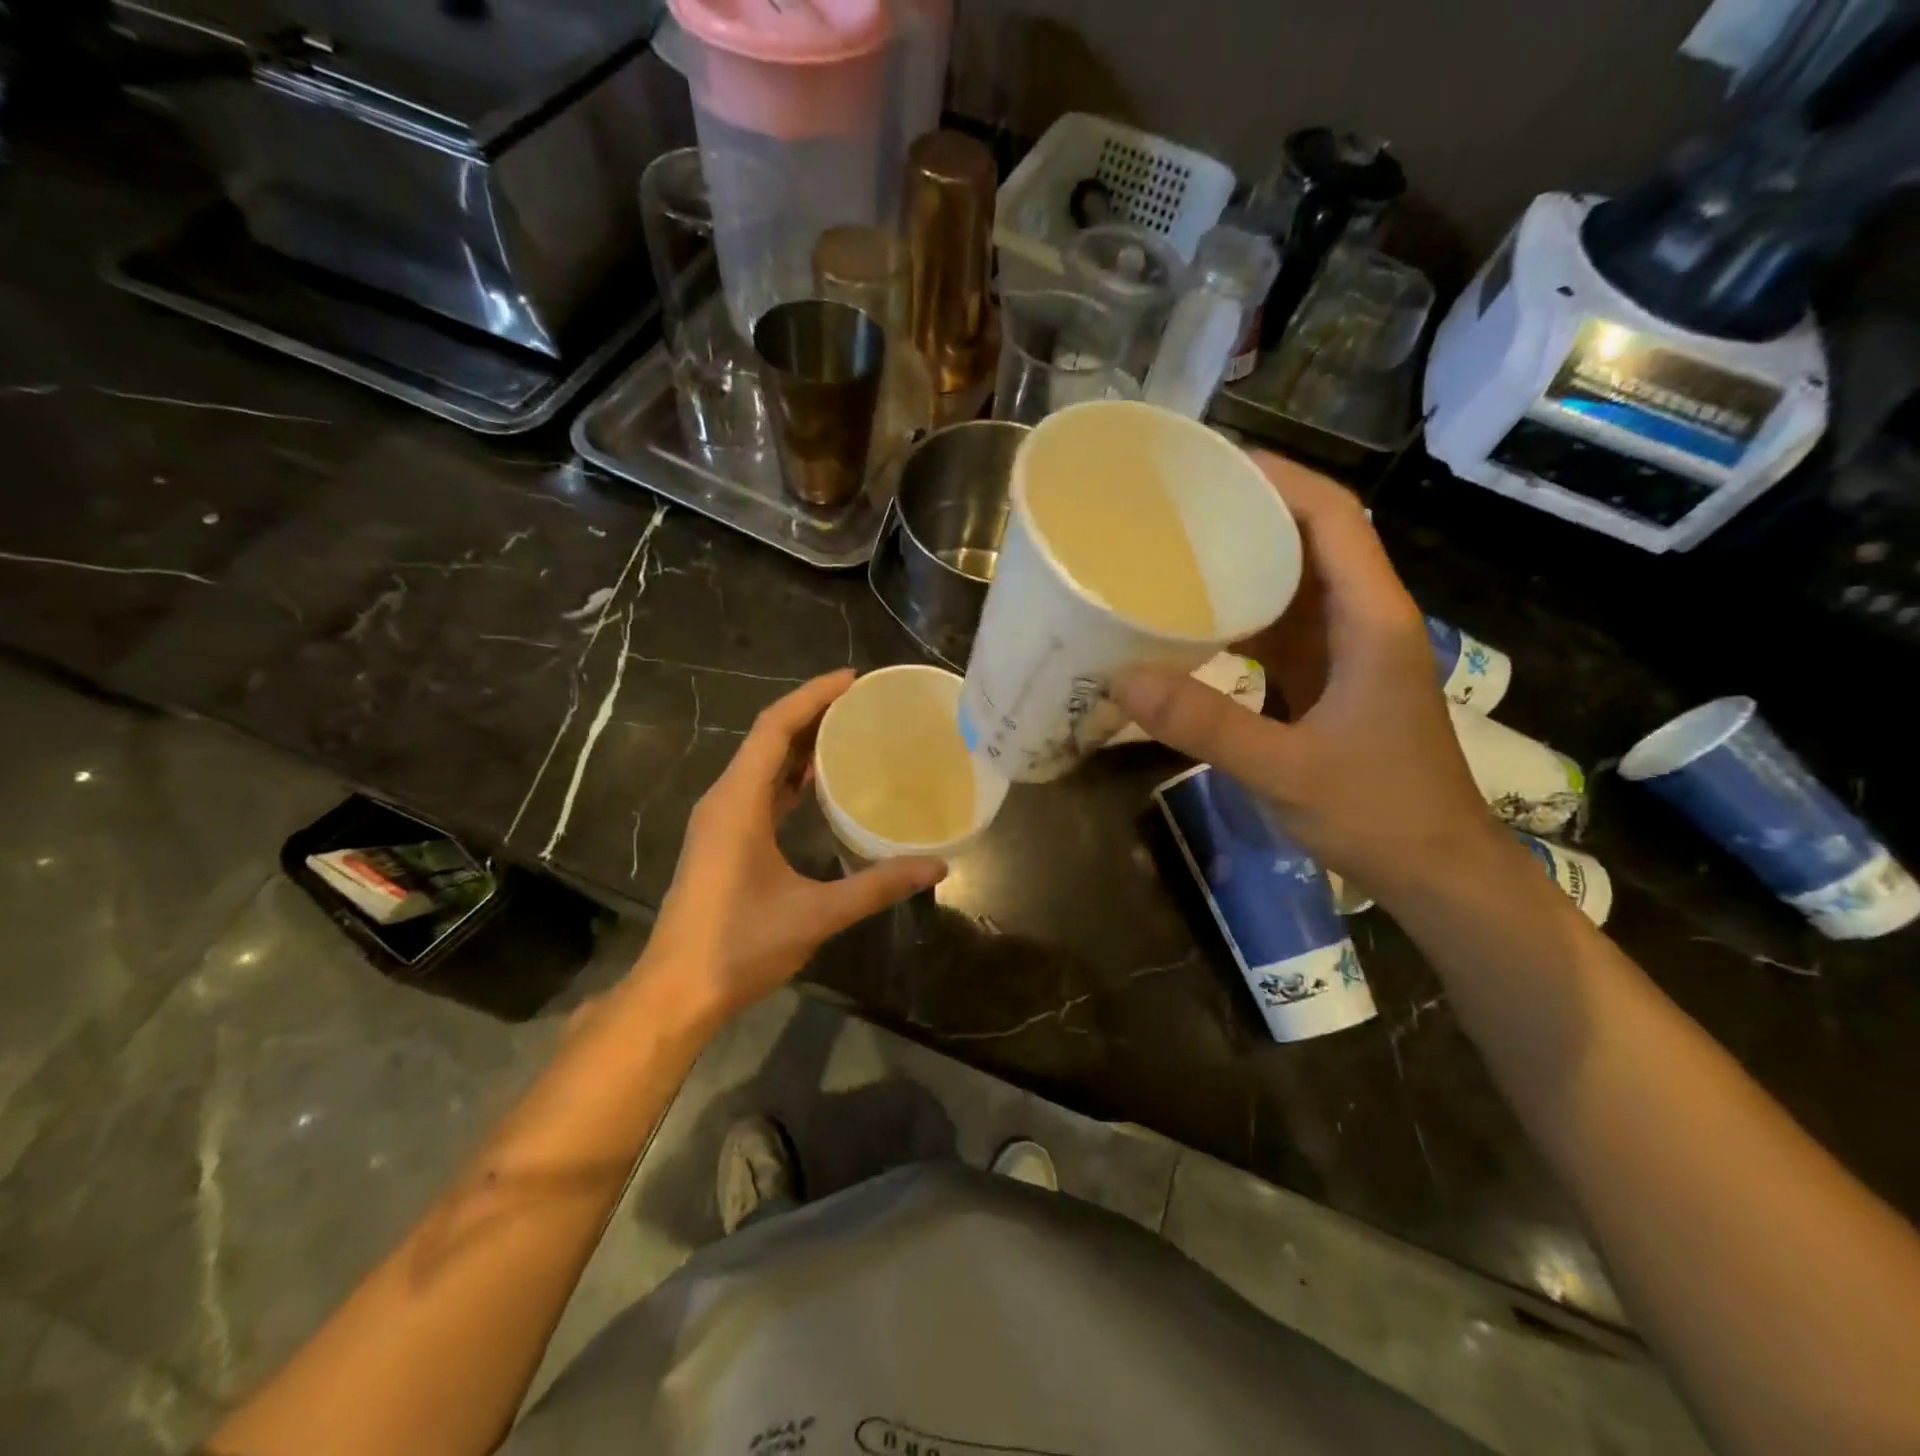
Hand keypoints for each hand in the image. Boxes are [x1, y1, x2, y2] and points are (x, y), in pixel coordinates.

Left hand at [636, 671, 946, 1024]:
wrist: (676, 991)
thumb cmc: (739, 946)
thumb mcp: (816, 914)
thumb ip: (876, 886)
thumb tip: (936, 866)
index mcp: (738, 803)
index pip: (774, 728)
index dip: (812, 696)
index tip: (853, 679)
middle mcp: (724, 800)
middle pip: (767, 737)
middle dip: (812, 713)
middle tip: (862, 703)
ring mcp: (720, 820)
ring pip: (761, 764)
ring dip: (800, 744)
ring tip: (848, 732)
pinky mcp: (722, 840)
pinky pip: (758, 790)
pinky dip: (789, 776)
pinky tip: (819, 784)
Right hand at [1114, 454, 1496, 899]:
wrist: (1435, 869)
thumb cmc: (1378, 812)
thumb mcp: (1285, 770)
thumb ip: (1206, 725)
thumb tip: (1123, 680)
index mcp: (1370, 620)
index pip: (1334, 519)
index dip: (1280, 480)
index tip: (1214, 466)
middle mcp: (1363, 621)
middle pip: (1313, 539)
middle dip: (1250, 513)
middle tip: (1176, 507)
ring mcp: (1348, 652)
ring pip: (1296, 583)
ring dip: (1244, 562)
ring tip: (1176, 551)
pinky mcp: (1330, 681)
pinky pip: (1282, 629)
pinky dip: (1241, 615)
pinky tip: (1195, 621)